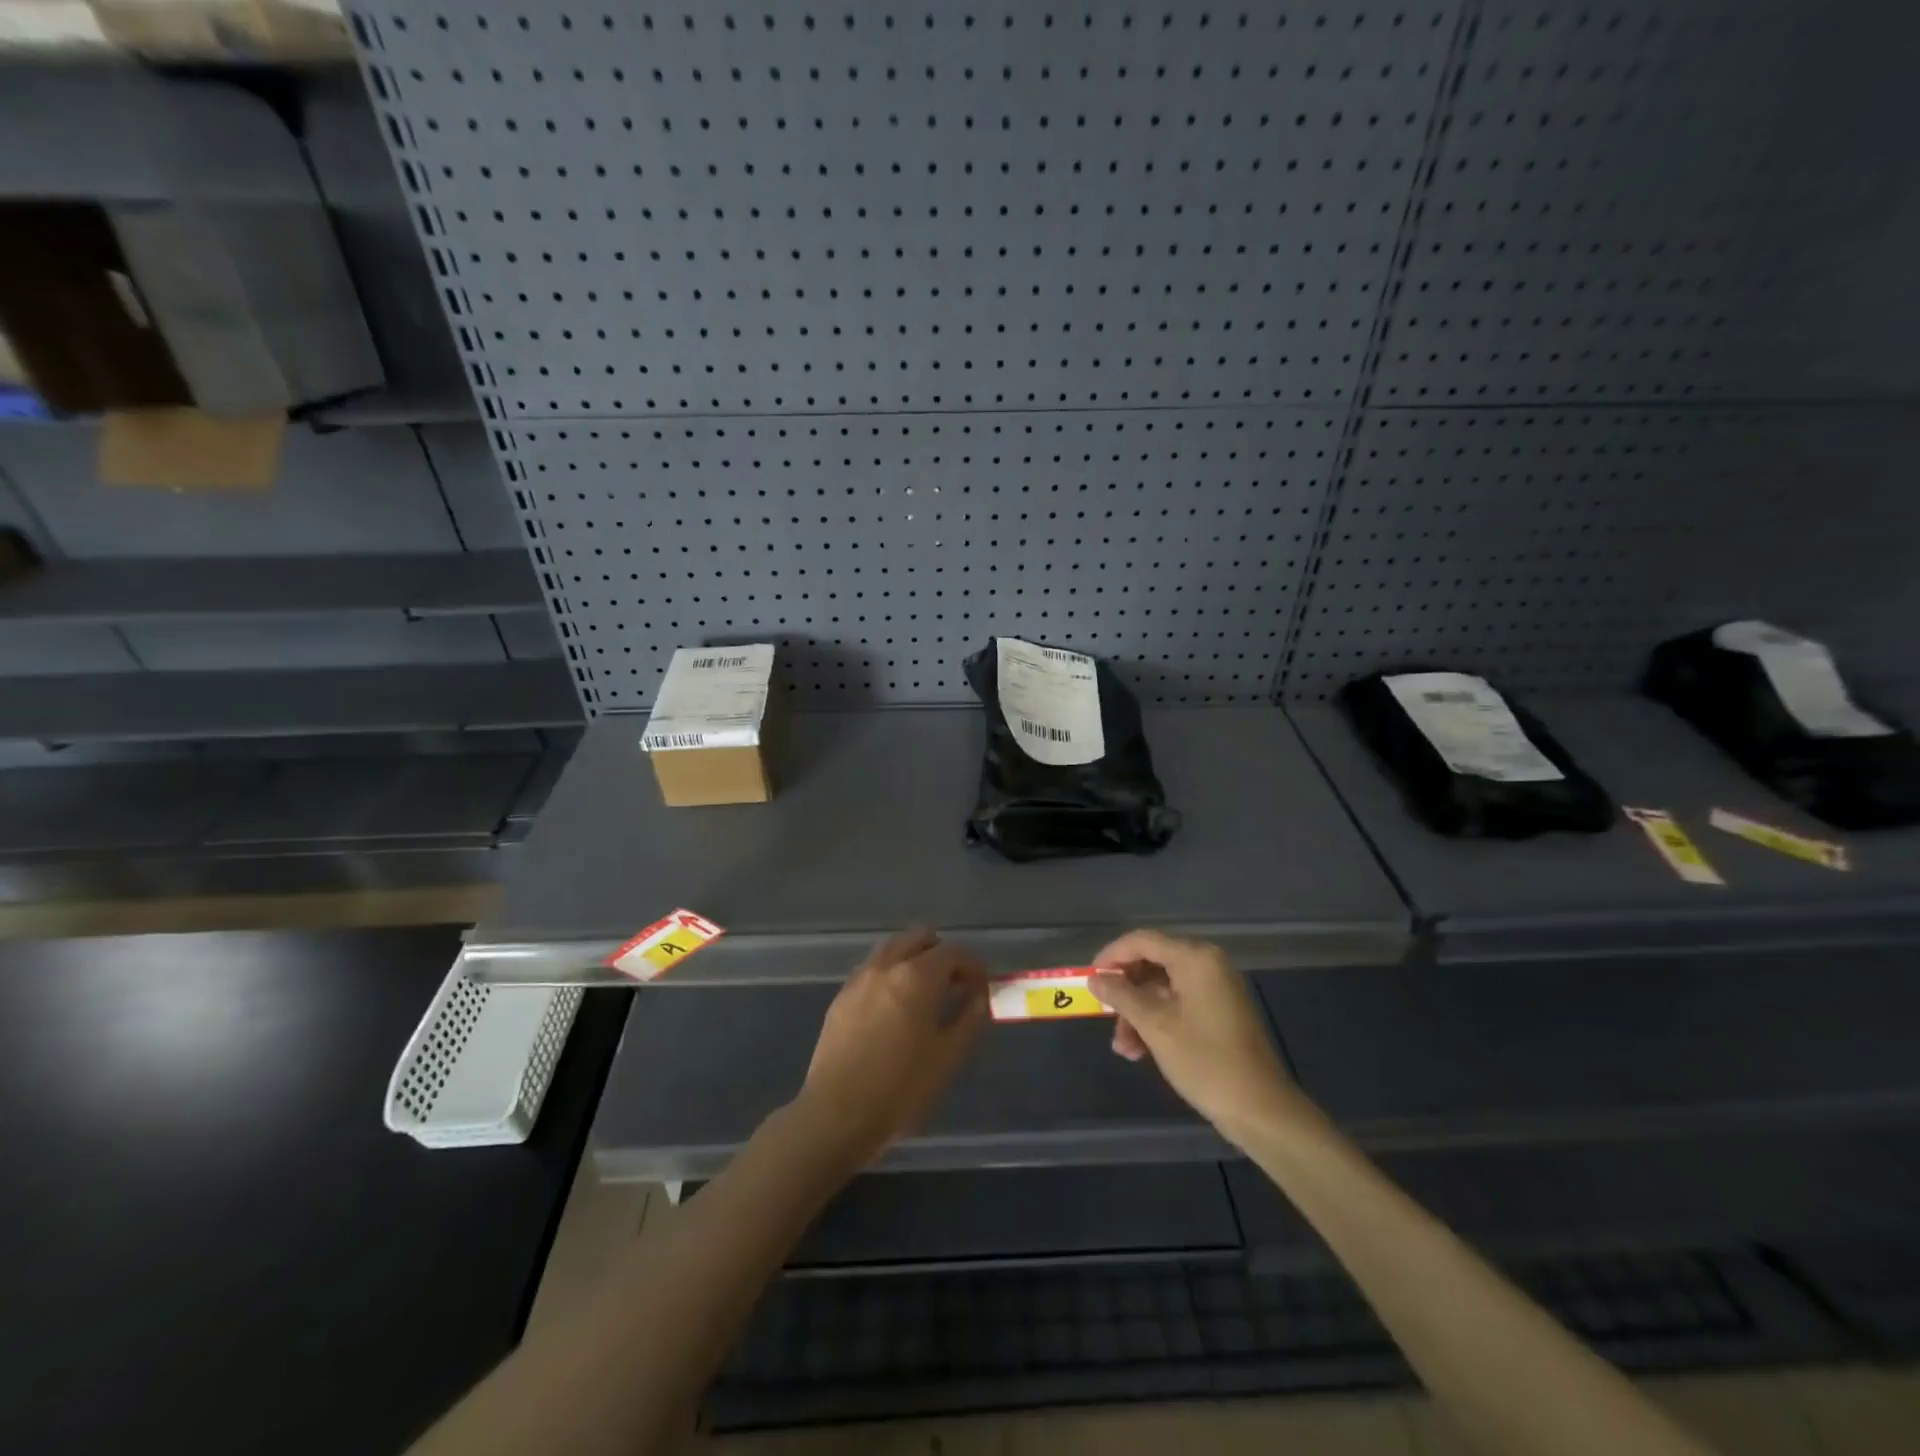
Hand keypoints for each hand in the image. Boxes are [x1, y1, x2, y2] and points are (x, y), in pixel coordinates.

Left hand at [790, 927, 987, 1171]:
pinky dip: (891, 974)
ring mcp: (859, 978)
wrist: (835, 1115)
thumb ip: (969, 1018)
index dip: (974, 966)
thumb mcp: (948, 1057)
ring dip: (914, 959)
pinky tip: (895, 1009)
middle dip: (943, 954)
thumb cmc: (900, 1089)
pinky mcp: (841, 997)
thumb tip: (979, 995)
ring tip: (925, 995)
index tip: (982, 988)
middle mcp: (886, 965)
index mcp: (916, 976)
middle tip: (955, 986)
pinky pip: (873, 969)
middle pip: (920, 937)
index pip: (954, 951)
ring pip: (893, 948)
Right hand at [1089, 929, 1300, 1141]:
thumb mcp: (1155, 1026)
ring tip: (1125, 1049)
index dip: (1111, 957)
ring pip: (1161, 988)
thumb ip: (1122, 996)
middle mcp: (1207, 964)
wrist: (1261, 1109)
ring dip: (1138, 1014)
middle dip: (1125, 993)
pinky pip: (1178, 1003)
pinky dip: (1157, 1021)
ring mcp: (1215, 988)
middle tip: (1105, 1018)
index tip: (1089, 980)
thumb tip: (1096, 979)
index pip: (1142, 941)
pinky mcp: (1218, 1011)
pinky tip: (1141, 1051)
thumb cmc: (1205, 1061)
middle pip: (1151, 963)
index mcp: (1195, 958)